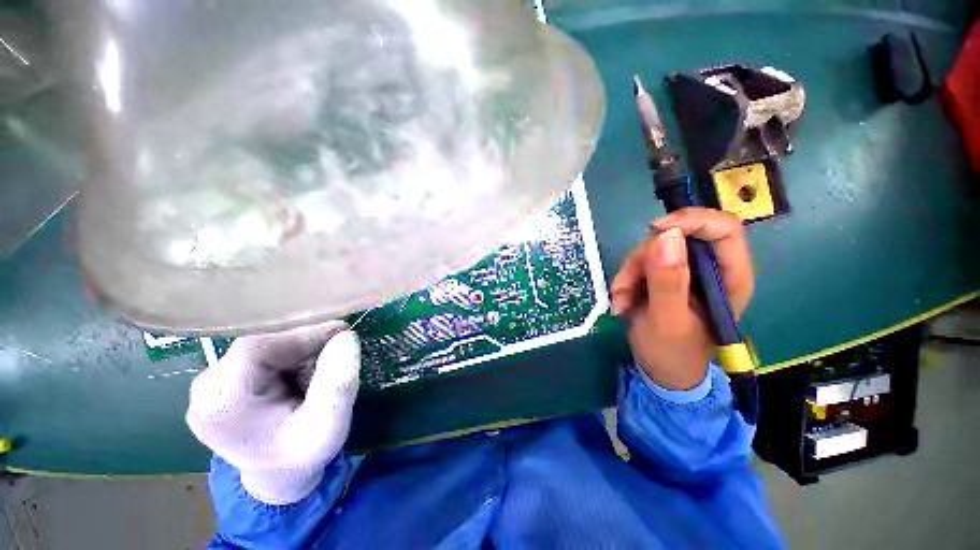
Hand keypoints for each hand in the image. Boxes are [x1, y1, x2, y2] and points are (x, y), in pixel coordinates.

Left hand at [186, 322, 359, 504]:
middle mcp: (207, 389)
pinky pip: (269, 353)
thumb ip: (338, 384)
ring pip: (269, 346)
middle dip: (307, 347)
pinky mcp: (228, 379)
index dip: (301, 336)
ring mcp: (215, 383)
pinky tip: (309, 376)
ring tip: (324, 373)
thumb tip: (347, 336)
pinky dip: (297, 357)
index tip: (341, 333)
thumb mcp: (328, 427)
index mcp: (219, 404)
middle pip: (263, 345)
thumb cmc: (301, 456)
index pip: (255, 349)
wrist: (280, 474)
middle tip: (341, 352)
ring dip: (304, 353)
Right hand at [610, 208, 753, 389]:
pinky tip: (622, 301)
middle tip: (625, 285)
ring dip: (629, 273)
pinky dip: (626, 280)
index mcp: (729, 277)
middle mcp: (709, 268)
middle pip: (677, 237)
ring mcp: (685, 271)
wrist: (661, 371)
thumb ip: (668, 281)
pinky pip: (640, 263)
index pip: (723, 228)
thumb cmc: (672, 353)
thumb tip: (667, 235)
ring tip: (621, 301)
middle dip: (644, 258)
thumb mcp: (667, 320)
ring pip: (652, 250)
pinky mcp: (664, 276)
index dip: (691, 221)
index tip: (654, 231)